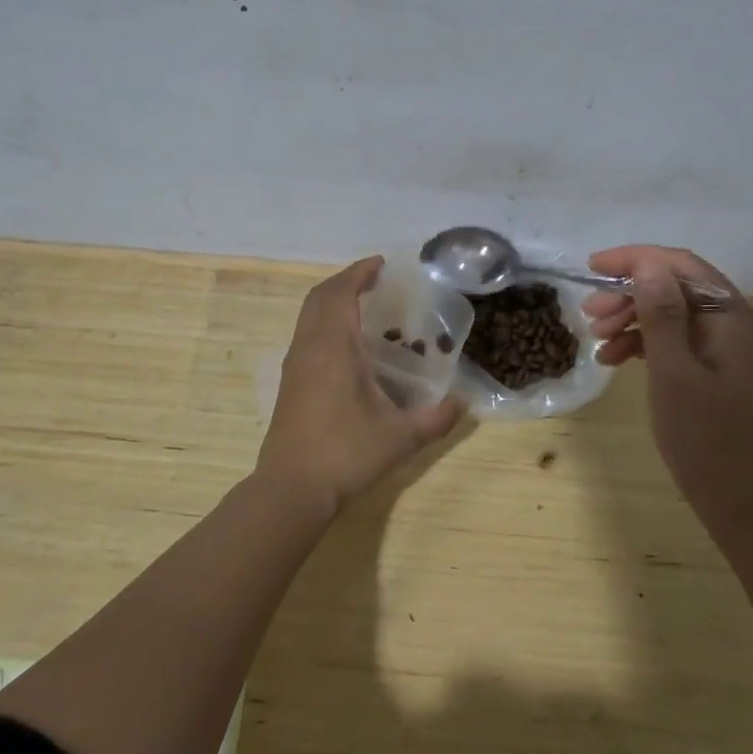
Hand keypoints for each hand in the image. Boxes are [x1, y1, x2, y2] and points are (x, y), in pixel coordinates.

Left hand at [261, 257, 463, 513]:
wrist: (292, 489)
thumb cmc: (346, 453)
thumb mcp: (400, 438)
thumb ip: (435, 419)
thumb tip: (462, 405)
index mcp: (333, 346)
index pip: (341, 293)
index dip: (359, 273)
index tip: (380, 264)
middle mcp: (309, 347)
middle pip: (319, 297)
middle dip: (345, 281)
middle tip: (373, 280)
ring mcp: (294, 365)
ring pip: (308, 316)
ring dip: (331, 301)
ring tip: (362, 305)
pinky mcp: (289, 383)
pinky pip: (305, 334)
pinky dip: (324, 322)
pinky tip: (346, 345)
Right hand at [584, 245, 752, 539]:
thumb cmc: (709, 443)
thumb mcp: (674, 374)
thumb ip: (661, 314)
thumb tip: (647, 264)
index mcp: (736, 319)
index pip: (682, 266)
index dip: (635, 259)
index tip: (591, 267)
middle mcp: (742, 325)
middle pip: (679, 289)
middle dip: (631, 294)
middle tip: (589, 315)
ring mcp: (736, 351)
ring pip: (679, 316)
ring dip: (636, 320)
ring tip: (598, 340)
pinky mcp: (727, 374)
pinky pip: (684, 343)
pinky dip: (650, 346)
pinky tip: (619, 361)